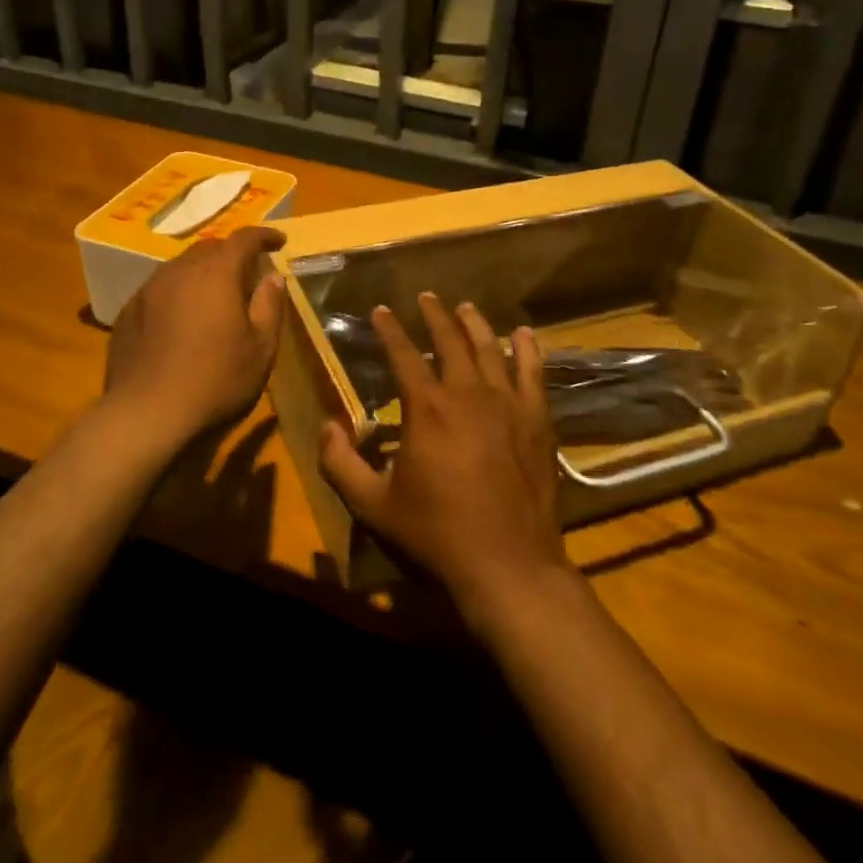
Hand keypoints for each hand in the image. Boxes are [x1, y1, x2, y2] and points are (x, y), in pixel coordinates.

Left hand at [100, 225, 286, 451]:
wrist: (146, 415)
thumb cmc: (216, 381)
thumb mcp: (260, 348)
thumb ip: (269, 305)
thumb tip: (273, 277)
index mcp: (216, 273)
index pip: (244, 239)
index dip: (264, 236)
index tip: (279, 242)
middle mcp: (179, 271)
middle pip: (209, 248)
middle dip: (231, 254)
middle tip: (248, 274)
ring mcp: (148, 290)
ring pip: (180, 267)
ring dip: (202, 273)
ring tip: (214, 295)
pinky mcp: (128, 312)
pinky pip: (159, 290)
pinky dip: (177, 294)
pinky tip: (181, 321)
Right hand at [318, 293, 570, 620]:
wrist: (508, 565)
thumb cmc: (436, 534)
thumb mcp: (373, 506)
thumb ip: (340, 463)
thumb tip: (326, 425)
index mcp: (426, 408)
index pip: (403, 355)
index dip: (389, 330)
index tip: (381, 310)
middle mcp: (467, 393)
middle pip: (450, 341)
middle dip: (435, 315)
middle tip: (426, 297)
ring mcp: (507, 404)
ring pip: (490, 349)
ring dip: (474, 324)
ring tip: (465, 307)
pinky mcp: (537, 420)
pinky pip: (533, 373)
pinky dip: (528, 350)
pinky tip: (524, 334)